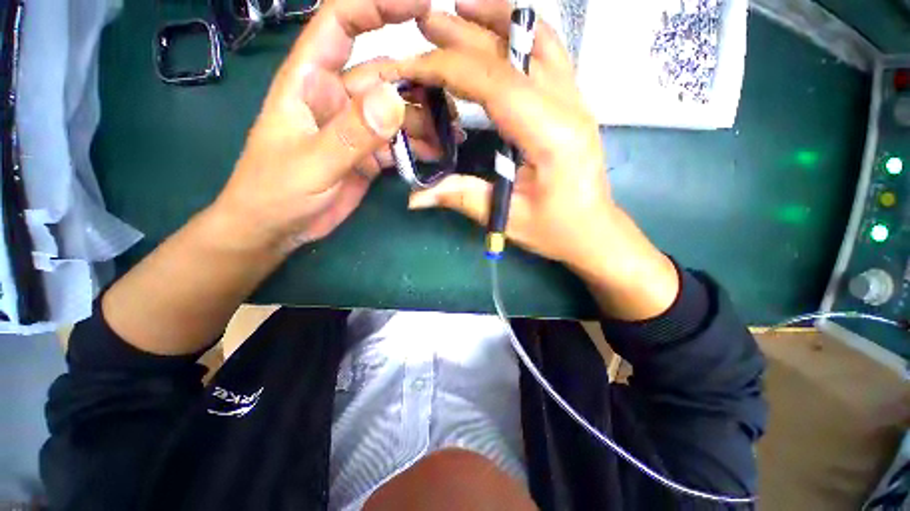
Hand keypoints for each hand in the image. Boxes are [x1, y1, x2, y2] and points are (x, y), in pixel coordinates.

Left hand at [212, 0, 434, 252]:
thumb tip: (393, 101)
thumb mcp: (312, 163)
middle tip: (453, 102)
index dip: (377, 5)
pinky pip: (399, 143)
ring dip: (425, 121)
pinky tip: (437, 155)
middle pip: (384, 75)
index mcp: (310, 82)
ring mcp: (356, 129)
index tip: (420, 5)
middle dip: (420, 82)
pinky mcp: (368, 155)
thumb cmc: (276, 191)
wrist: (277, 227)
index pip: (341, 23)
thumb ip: (351, 134)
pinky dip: (419, 147)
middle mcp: (337, 98)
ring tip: (451, 135)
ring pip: (397, 113)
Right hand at [396, 0, 679, 319]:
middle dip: (465, 35)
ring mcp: (576, 100)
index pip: (495, 84)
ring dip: (499, 18)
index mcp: (551, 136)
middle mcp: (569, 106)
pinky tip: (502, 29)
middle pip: (514, 54)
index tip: (413, 66)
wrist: (594, 231)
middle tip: (426, 23)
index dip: (450, 69)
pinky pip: (551, 54)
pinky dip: (523, 33)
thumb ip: (463, 198)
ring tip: (462, 8)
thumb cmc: (556, 230)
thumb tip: (415, 198)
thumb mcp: (508, 218)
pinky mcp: (573, 104)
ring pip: (540, 40)